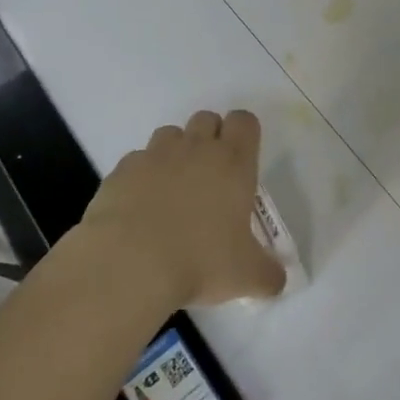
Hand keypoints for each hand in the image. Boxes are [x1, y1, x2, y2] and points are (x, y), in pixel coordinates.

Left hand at [81, 109, 285, 307]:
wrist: (128, 264)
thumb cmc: (199, 261)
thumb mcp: (246, 276)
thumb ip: (268, 275)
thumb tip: (278, 281)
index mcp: (232, 163)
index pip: (244, 121)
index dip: (244, 134)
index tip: (242, 160)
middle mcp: (195, 148)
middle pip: (206, 118)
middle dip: (210, 138)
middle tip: (210, 176)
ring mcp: (154, 155)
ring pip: (169, 134)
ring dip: (175, 153)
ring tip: (173, 190)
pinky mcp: (121, 171)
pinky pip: (137, 161)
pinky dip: (142, 176)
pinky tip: (140, 207)